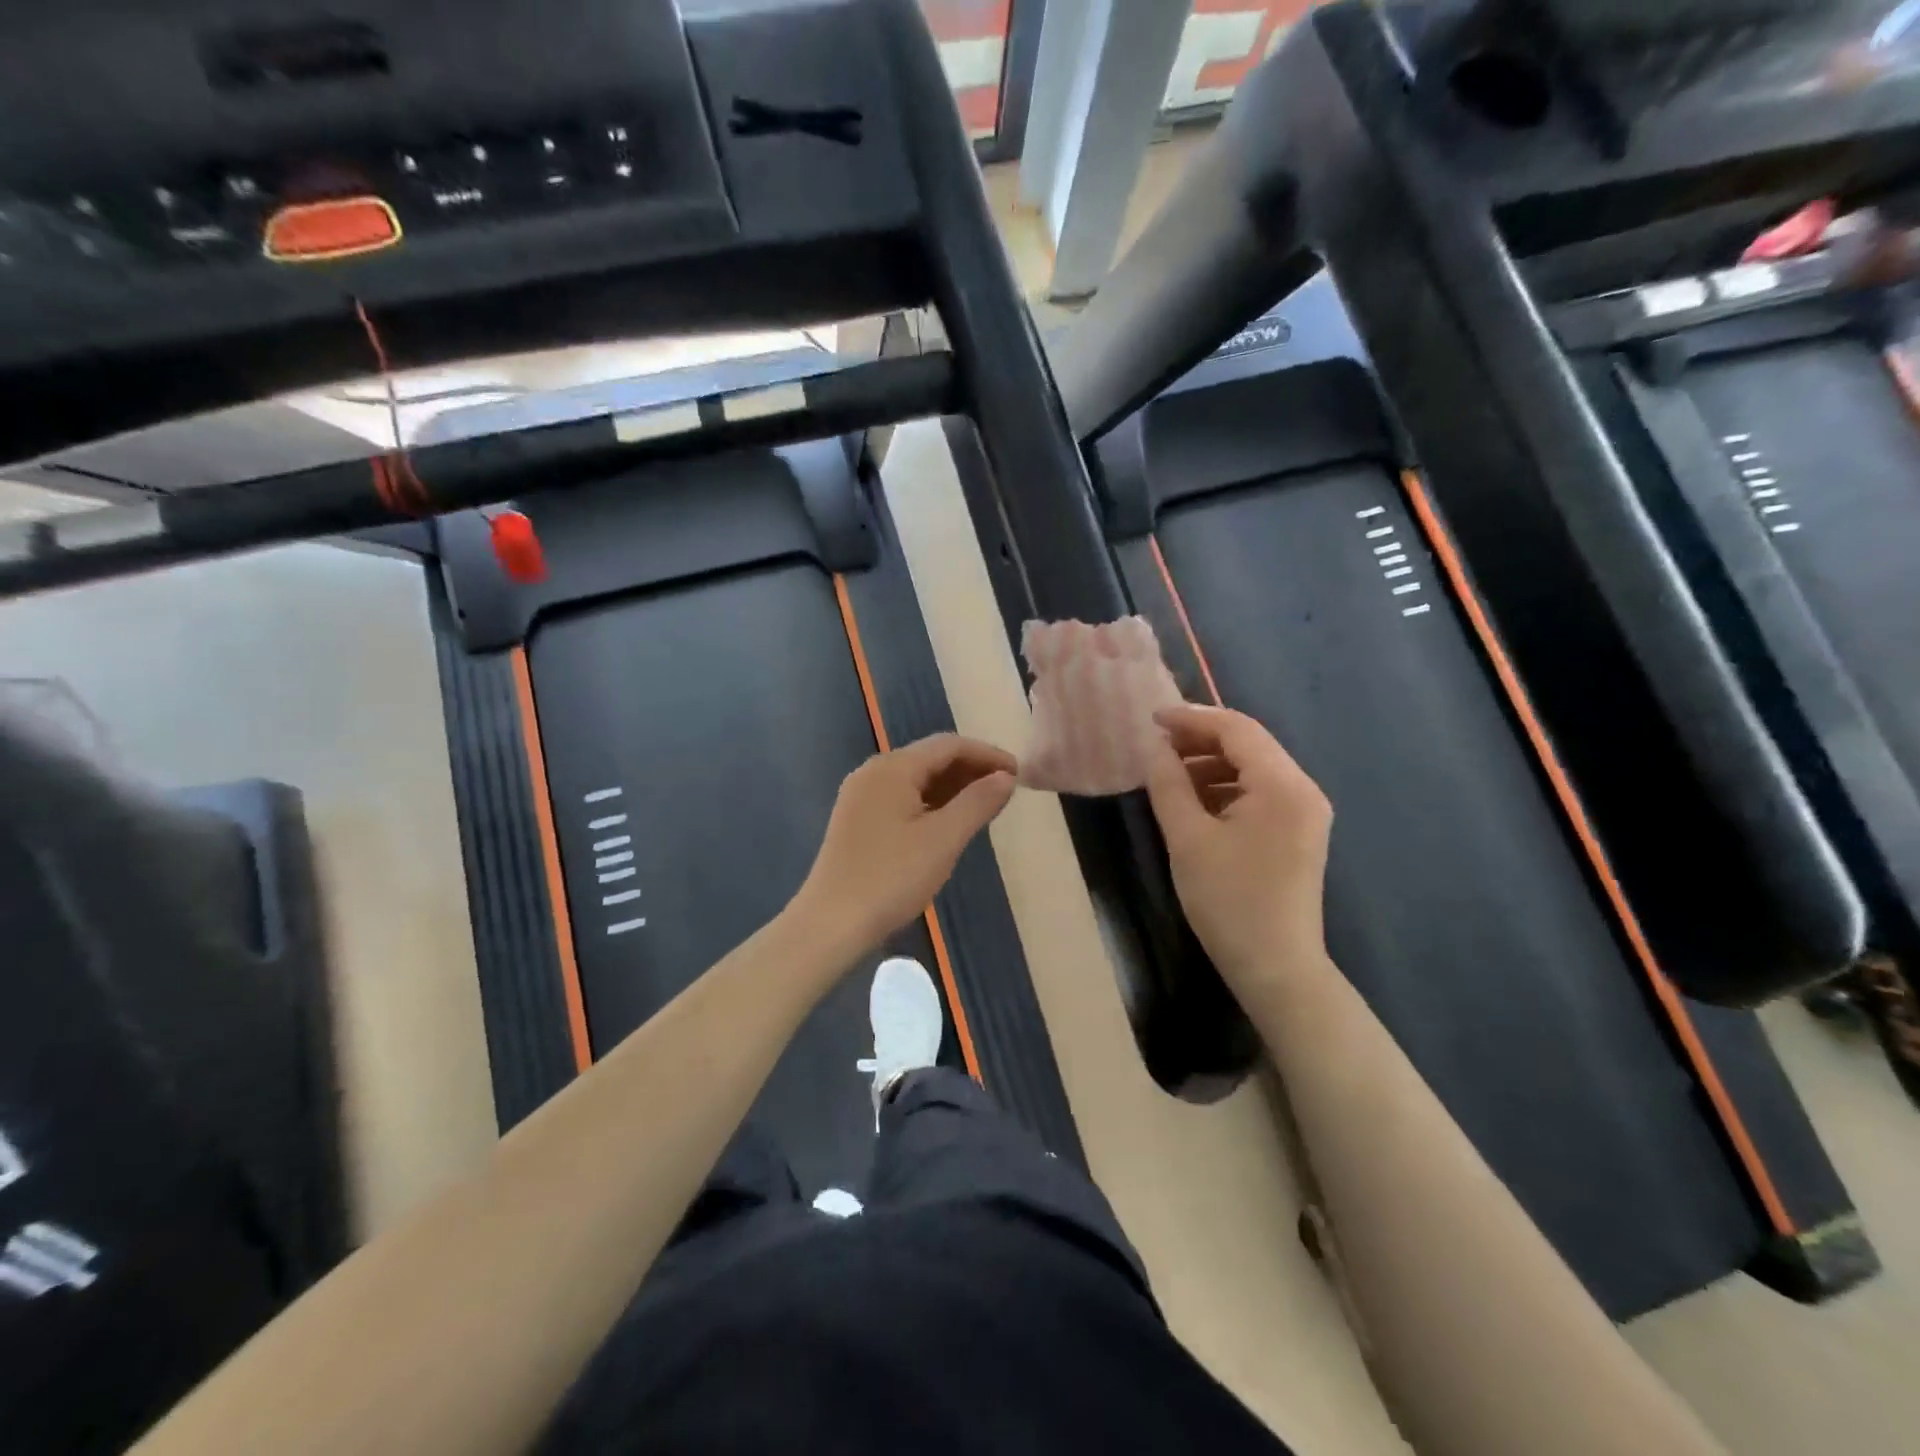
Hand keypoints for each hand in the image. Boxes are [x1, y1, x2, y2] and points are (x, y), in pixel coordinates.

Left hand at [796, 734, 1017, 957]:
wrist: (831, 923)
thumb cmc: (891, 877)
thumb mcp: (943, 839)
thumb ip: (978, 802)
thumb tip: (1006, 777)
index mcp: (893, 768)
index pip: (949, 746)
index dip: (987, 755)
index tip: (1019, 774)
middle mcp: (873, 772)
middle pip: (931, 758)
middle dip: (971, 770)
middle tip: (1006, 792)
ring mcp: (861, 796)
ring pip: (916, 779)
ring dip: (952, 788)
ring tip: (984, 808)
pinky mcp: (857, 820)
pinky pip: (902, 798)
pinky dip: (931, 804)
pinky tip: (948, 824)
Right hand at [1145, 703, 1332, 995]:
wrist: (1276, 967)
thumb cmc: (1228, 901)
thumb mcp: (1187, 838)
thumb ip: (1169, 784)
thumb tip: (1155, 747)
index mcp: (1283, 786)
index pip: (1237, 729)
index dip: (1192, 718)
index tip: (1151, 719)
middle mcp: (1303, 789)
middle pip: (1249, 743)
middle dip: (1200, 738)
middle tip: (1156, 745)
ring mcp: (1305, 811)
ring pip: (1254, 766)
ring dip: (1211, 763)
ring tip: (1169, 774)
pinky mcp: (1298, 831)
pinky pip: (1260, 791)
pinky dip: (1225, 786)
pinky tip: (1195, 800)